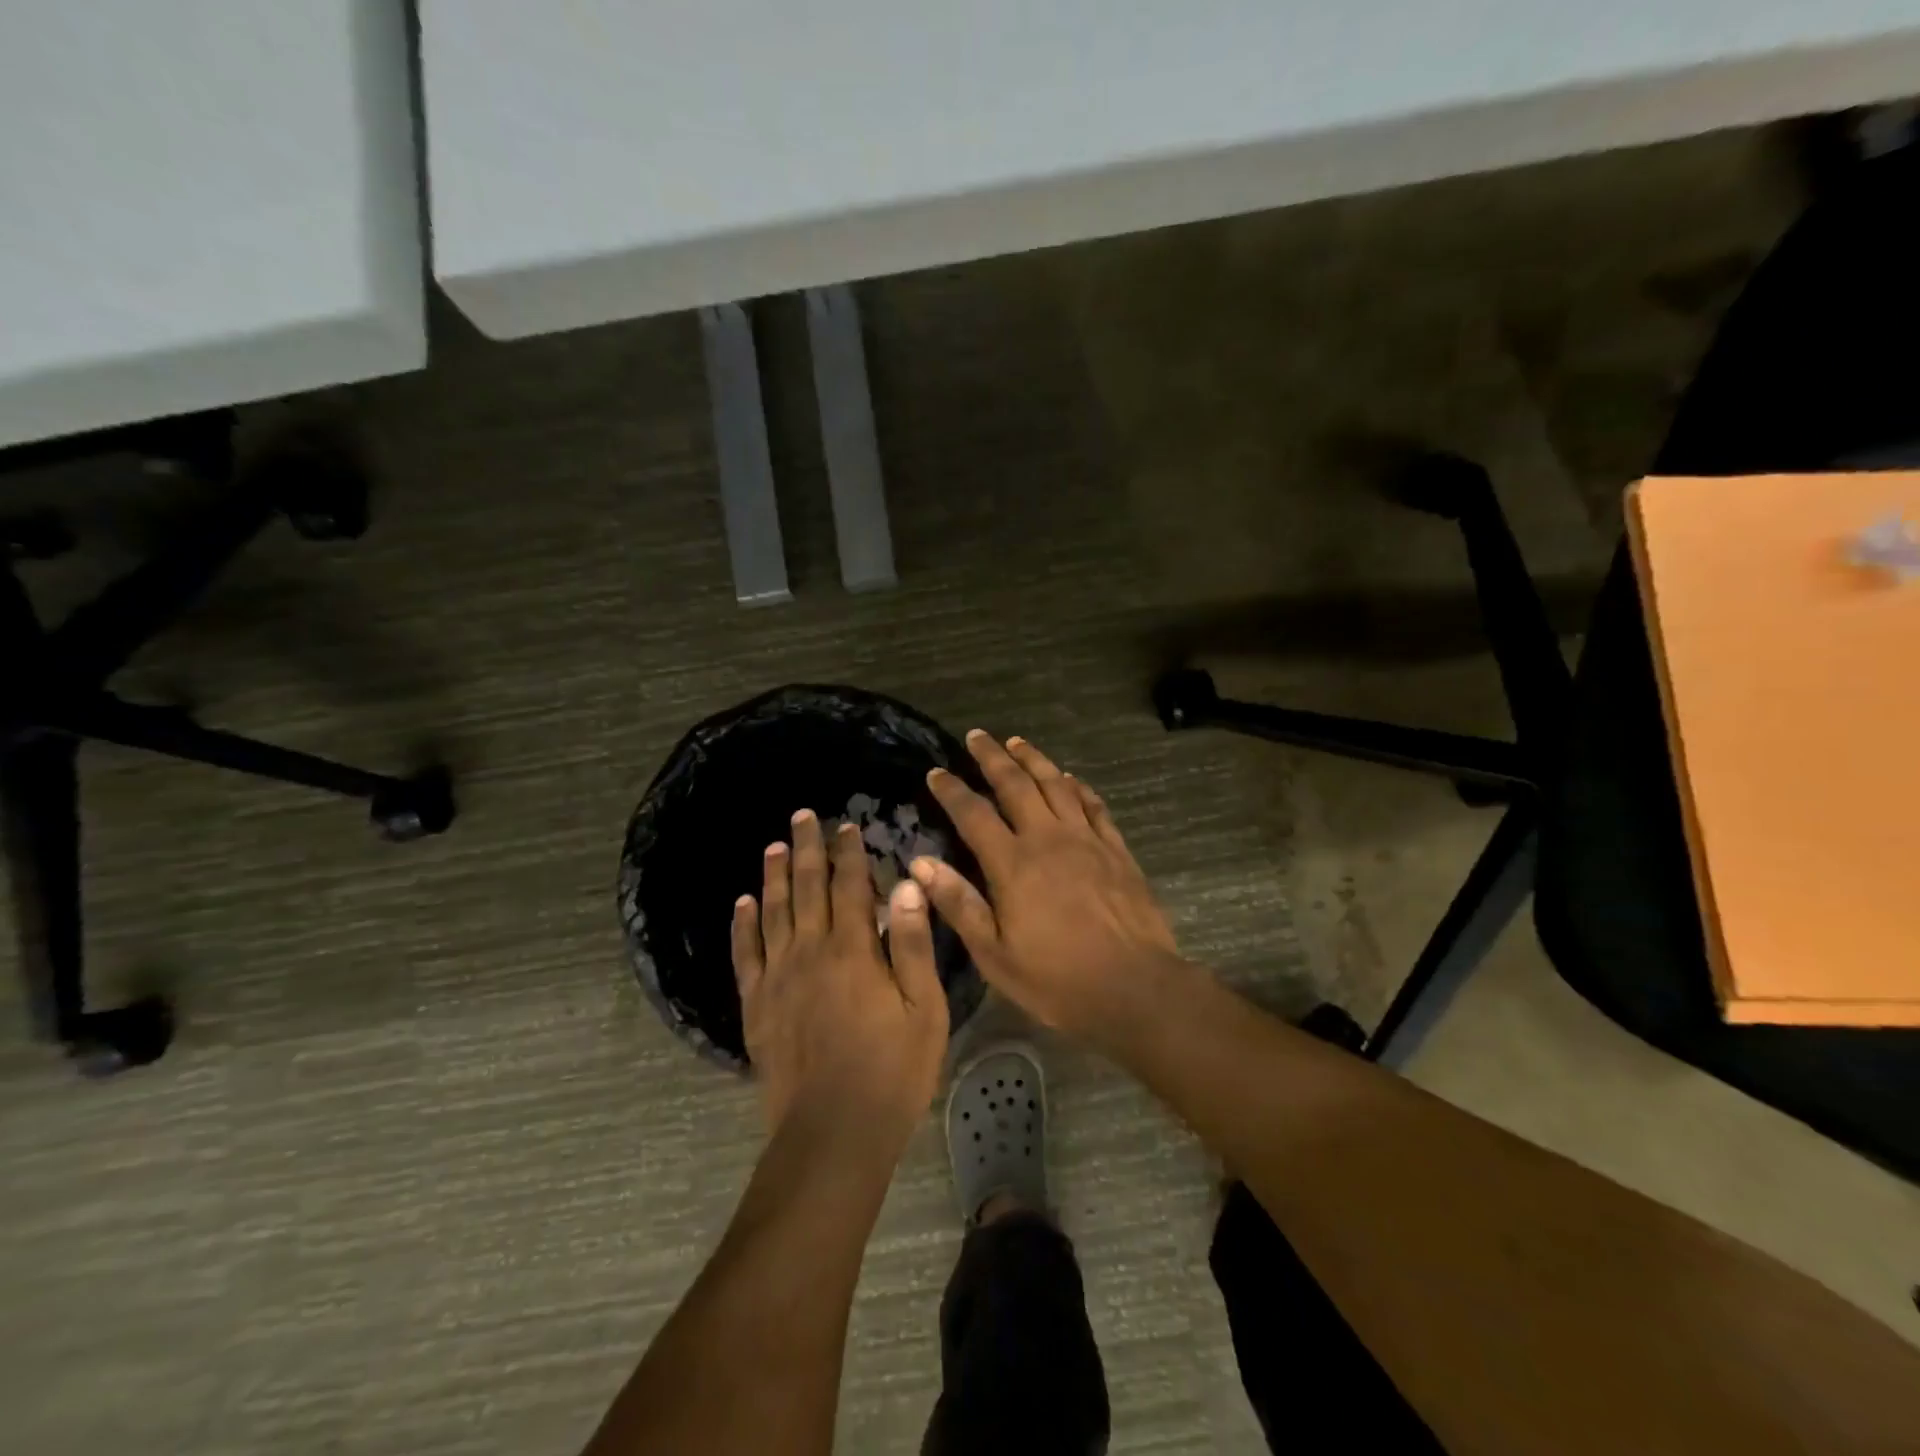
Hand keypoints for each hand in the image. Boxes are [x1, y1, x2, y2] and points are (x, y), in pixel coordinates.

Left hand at [733, 809, 949, 1152]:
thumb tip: (906, 884)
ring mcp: (778, 977)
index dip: (849, 853)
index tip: (847, 826)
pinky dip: (743, 924)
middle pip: (807, 888)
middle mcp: (810, 952)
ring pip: (773, 912)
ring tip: (773, 846)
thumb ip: (911, 944)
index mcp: (853, 950)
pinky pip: (745, 954)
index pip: (850, 886)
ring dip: (775, 876)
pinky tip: (743, 903)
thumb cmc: (892, 1071)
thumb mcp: (923, 1008)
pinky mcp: (757, 1005)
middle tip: (802, 816)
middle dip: (807, 848)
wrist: (833, 1132)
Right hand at [912, 732, 1183, 1049]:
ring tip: (1016, 742)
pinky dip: (1078, 786)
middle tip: (976, 736)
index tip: (936, 772)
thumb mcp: (995, 954)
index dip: (952, 790)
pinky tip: (1070, 778)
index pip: (974, 814)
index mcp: (1013, 864)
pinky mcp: (1116, 849)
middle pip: (1016, 784)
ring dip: (1034, 759)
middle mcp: (1048, 839)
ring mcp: (1087, 840)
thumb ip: (959, 904)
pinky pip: (1093, 805)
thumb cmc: (1057, 980)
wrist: (1135, 988)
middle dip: (992, 757)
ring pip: (1056, 784)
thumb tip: (921, 863)